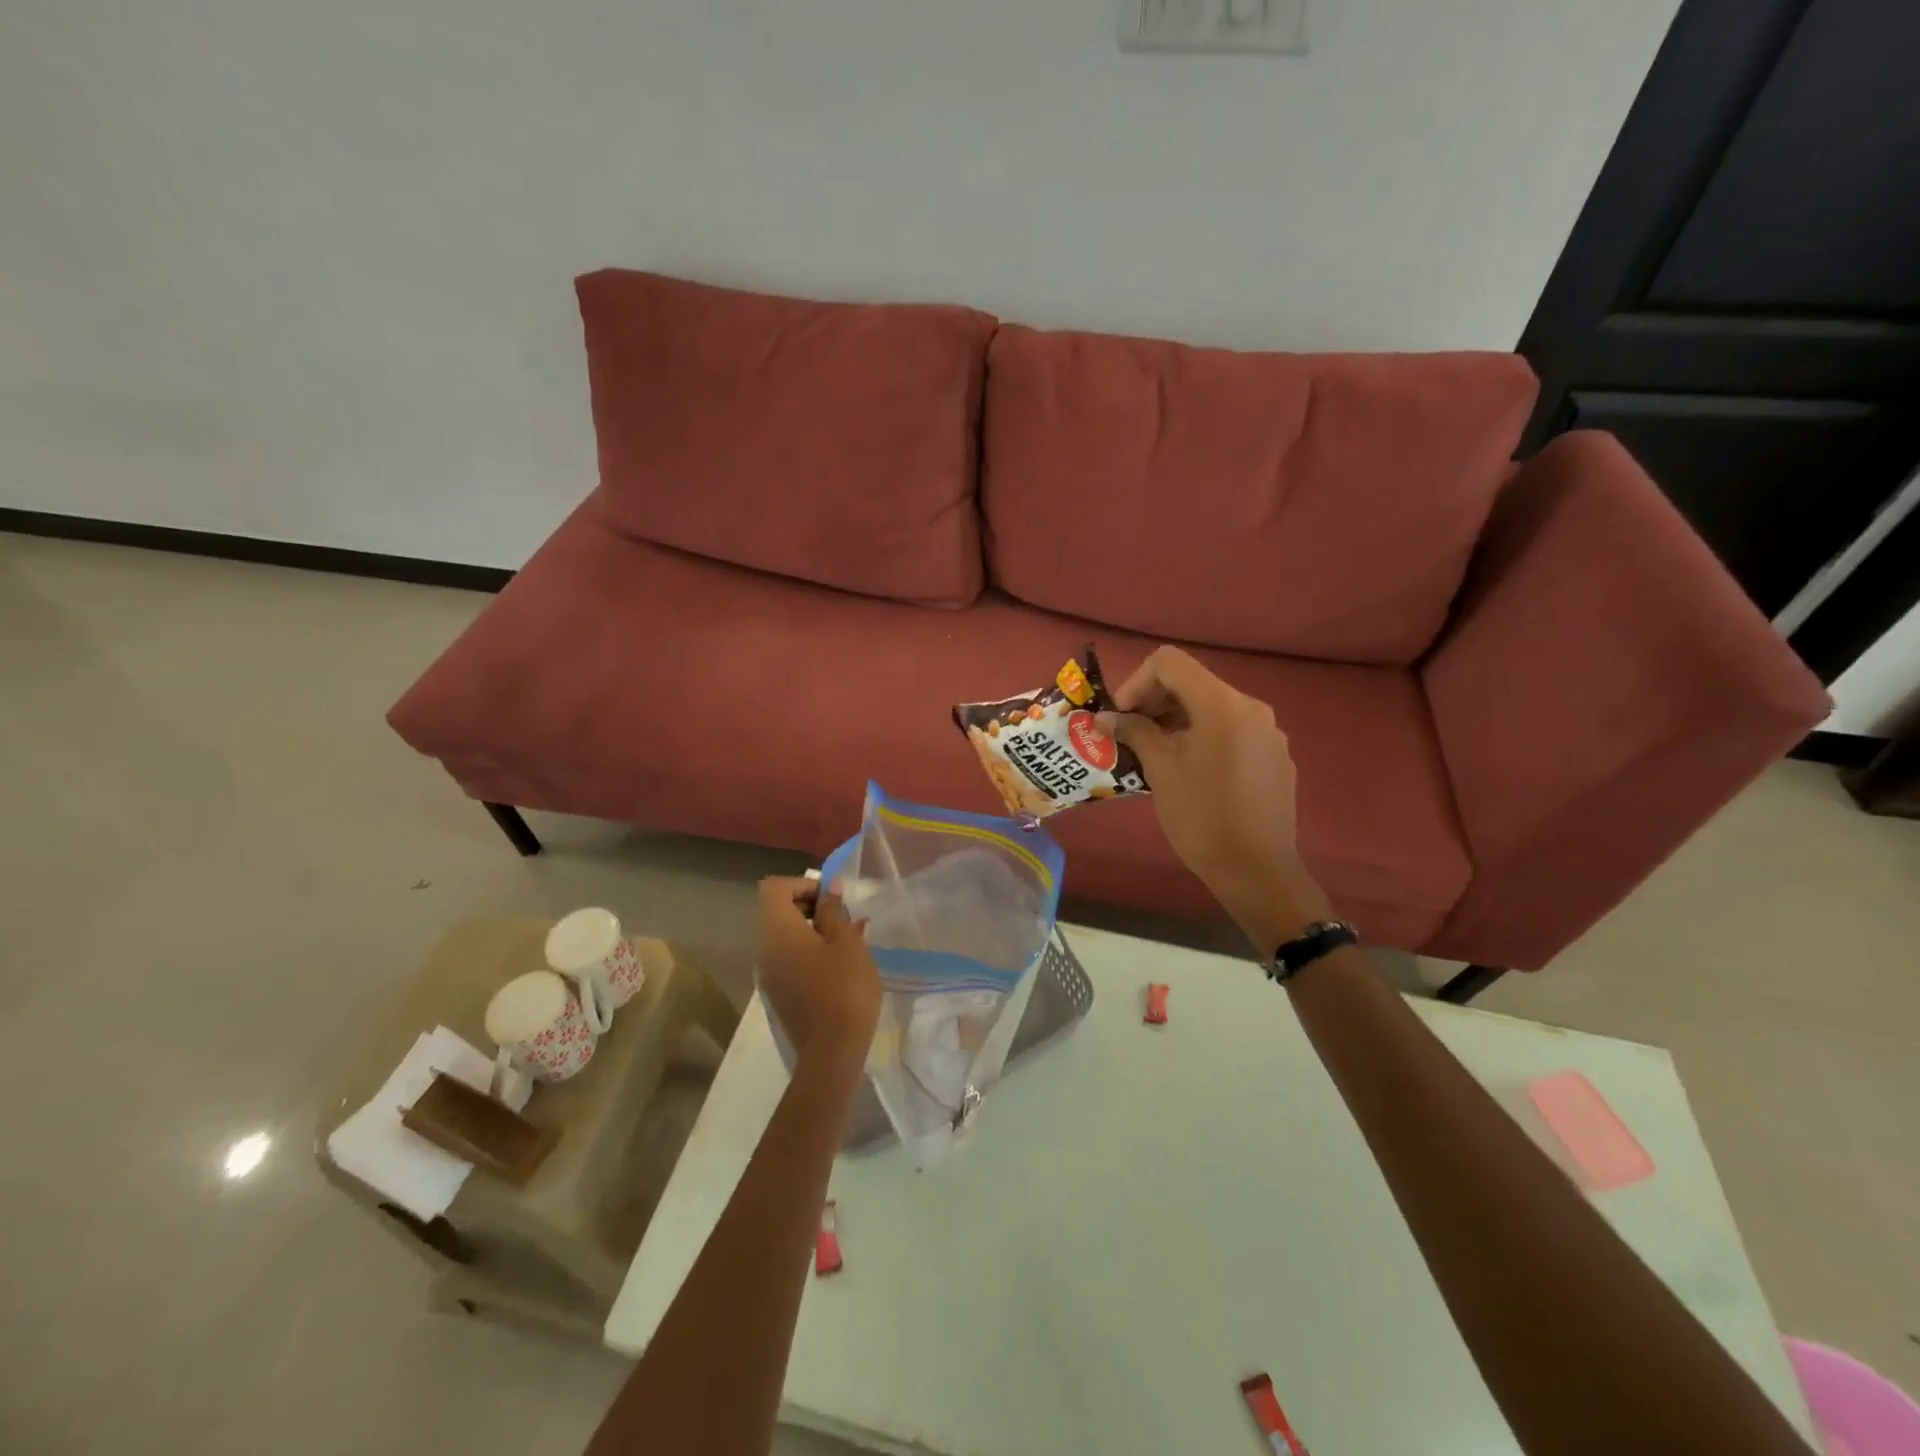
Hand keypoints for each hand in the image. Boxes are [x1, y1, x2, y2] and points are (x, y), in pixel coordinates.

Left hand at [755, 878, 881, 1074]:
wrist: (832, 1052)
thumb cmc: (844, 989)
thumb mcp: (847, 942)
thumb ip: (834, 910)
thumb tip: (827, 891)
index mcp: (777, 930)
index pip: (774, 887)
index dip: (803, 884)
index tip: (832, 898)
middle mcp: (764, 948)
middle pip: (776, 910)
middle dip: (809, 905)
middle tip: (843, 917)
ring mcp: (768, 973)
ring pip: (783, 935)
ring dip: (811, 928)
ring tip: (846, 940)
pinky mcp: (778, 992)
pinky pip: (787, 957)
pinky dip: (808, 950)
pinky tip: (837, 965)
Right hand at [1097, 646, 1331, 948]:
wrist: (1257, 871)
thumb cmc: (1201, 817)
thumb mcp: (1160, 770)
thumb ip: (1134, 732)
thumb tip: (1106, 718)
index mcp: (1223, 704)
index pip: (1170, 663)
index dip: (1136, 683)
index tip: (1121, 718)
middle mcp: (1251, 708)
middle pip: (1192, 683)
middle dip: (1154, 703)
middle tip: (1129, 735)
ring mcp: (1269, 733)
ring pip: (1212, 709)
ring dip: (1176, 722)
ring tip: (1154, 755)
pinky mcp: (1275, 758)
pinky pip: (1232, 732)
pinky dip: (1203, 739)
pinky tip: (1190, 773)